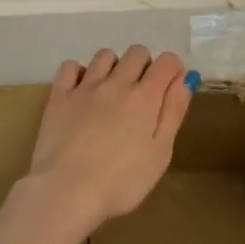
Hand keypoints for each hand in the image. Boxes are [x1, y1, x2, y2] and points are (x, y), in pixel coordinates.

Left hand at [27, 45, 192, 233]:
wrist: (67, 191)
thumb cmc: (121, 181)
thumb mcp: (160, 153)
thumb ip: (174, 112)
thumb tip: (185, 79)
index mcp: (145, 96)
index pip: (168, 61)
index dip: (173, 70)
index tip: (170, 89)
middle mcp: (117, 82)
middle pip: (137, 52)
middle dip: (145, 66)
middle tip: (141, 96)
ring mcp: (85, 87)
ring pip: (105, 55)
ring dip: (114, 67)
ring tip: (111, 93)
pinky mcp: (59, 96)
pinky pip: (70, 66)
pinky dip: (79, 73)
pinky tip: (82, 92)